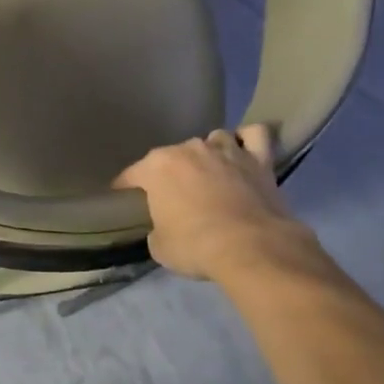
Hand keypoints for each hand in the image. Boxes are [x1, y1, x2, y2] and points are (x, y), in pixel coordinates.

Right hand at [114, 125, 301, 279]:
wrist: (249, 247)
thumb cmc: (194, 245)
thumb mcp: (159, 245)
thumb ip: (157, 228)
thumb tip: (164, 227)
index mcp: (158, 167)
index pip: (132, 174)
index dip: (125, 186)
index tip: (123, 196)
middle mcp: (190, 149)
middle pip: (173, 155)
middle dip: (170, 171)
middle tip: (172, 194)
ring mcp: (226, 150)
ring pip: (213, 139)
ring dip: (208, 153)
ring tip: (209, 172)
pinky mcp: (260, 159)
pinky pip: (254, 135)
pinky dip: (247, 140)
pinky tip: (243, 151)